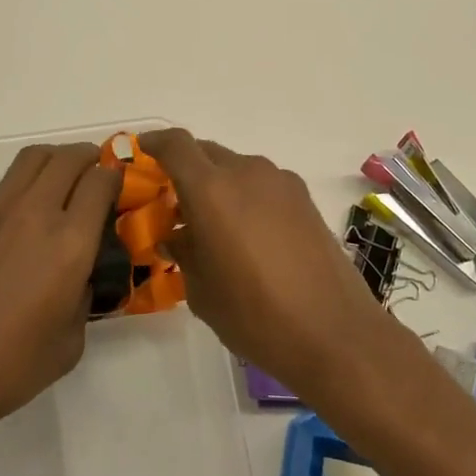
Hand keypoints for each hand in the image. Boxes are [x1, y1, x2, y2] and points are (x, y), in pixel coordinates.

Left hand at [0, 143, 120, 440]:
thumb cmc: (7, 369)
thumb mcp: (69, 343)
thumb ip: (83, 297)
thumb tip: (80, 275)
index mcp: (68, 243)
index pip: (101, 182)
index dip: (114, 177)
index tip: (116, 186)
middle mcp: (31, 213)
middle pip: (66, 157)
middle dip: (87, 158)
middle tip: (93, 173)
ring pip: (28, 162)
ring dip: (51, 165)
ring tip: (56, 185)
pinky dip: (11, 205)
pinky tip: (3, 243)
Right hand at [142, 128, 400, 401]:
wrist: (334, 333)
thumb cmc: (255, 315)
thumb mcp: (202, 290)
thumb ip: (183, 252)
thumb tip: (178, 235)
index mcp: (211, 189)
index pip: (175, 144)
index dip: (154, 143)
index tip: (141, 153)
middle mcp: (246, 172)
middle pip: (205, 152)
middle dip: (184, 169)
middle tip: (173, 202)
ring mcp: (280, 183)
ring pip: (236, 168)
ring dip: (217, 184)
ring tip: (212, 225)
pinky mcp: (304, 199)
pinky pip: (262, 184)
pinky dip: (245, 196)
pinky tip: (247, 235)